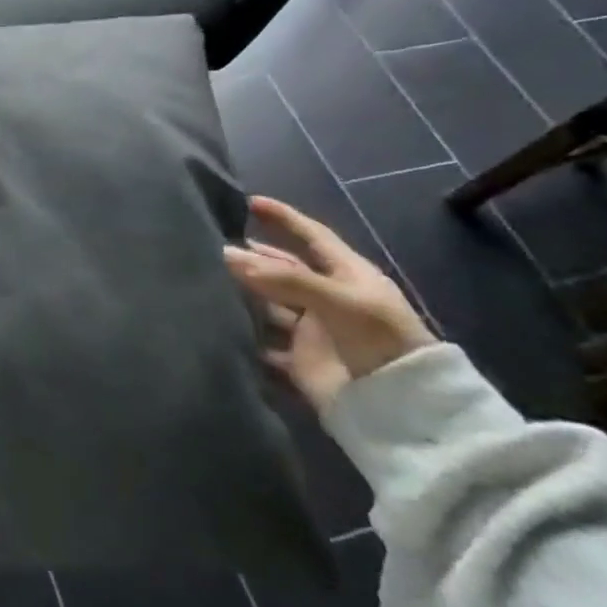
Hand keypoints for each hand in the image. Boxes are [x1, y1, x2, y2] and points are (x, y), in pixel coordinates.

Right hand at [223, 196, 434, 411]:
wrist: (400, 404)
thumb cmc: (379, 339)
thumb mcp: (338, 300)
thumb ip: (284, 278)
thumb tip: (228, 255)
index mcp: (346, 275)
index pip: (311, 236)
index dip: (284, 218)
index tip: (249, 201)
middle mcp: (326, 297)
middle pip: (283, 269)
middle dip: (253, 256)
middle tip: (212, 245)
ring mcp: (311, 329)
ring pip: (268, 303)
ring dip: (243, 294)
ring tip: (205, 281)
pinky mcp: (298, 359)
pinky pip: (263, 341)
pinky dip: (243, 334)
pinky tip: (216, 323)